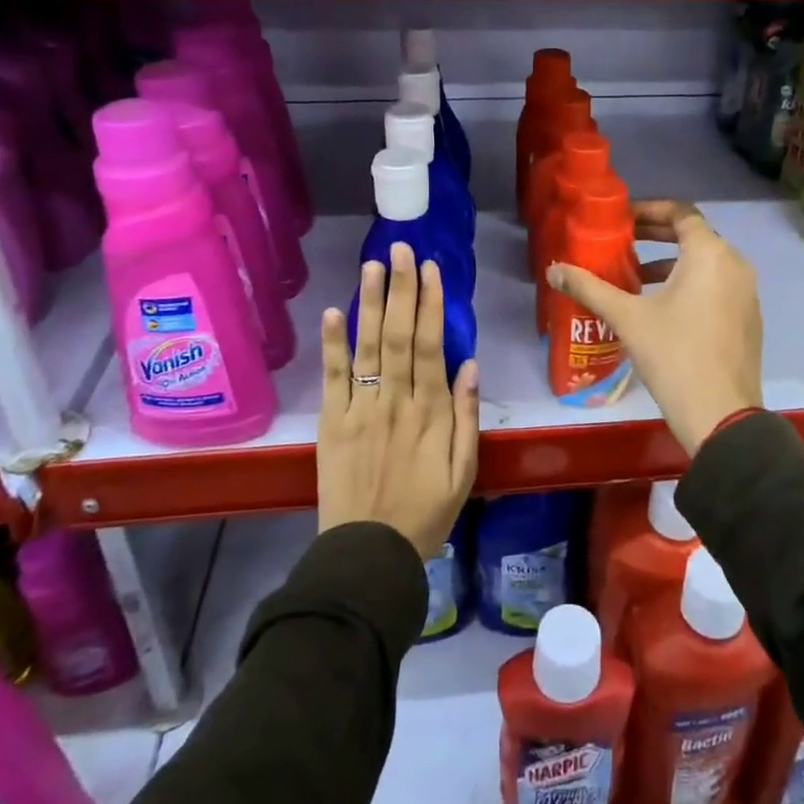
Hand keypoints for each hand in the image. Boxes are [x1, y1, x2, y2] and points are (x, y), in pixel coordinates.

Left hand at [317, 244, 478, 558]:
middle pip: (398, 335)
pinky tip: (334, 312)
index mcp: (431, 412)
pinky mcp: (333, 423)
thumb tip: (470, 364)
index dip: (431, 304)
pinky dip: (333, 345)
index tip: (431, 269)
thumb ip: (466, 416)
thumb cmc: (425, 513)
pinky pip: (333, 378)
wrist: (369, 554)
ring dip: (370, 303)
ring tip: (372, 265)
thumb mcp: (464, 471)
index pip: (431, 345)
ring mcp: (360, 409)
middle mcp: (395, 401)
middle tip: (401, 249)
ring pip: (367, 347)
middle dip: (401, 289)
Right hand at [547, 200, 762, 456]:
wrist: (721, 415)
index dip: (648, 210)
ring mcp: (746, 293)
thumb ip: (589, 288)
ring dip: (671, 263)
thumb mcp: (627, 317)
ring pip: (706, 263)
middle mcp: (735, 264)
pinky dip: (690, 284)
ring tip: (635, 277)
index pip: (681, 212)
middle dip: (656, 235)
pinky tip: (662, 309)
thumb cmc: (673, 355)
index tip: (622, 219)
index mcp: (710, 254)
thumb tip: (554, 270)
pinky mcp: (748, 319)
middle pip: (694, 235)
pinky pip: (717, 286)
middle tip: (622, 243)